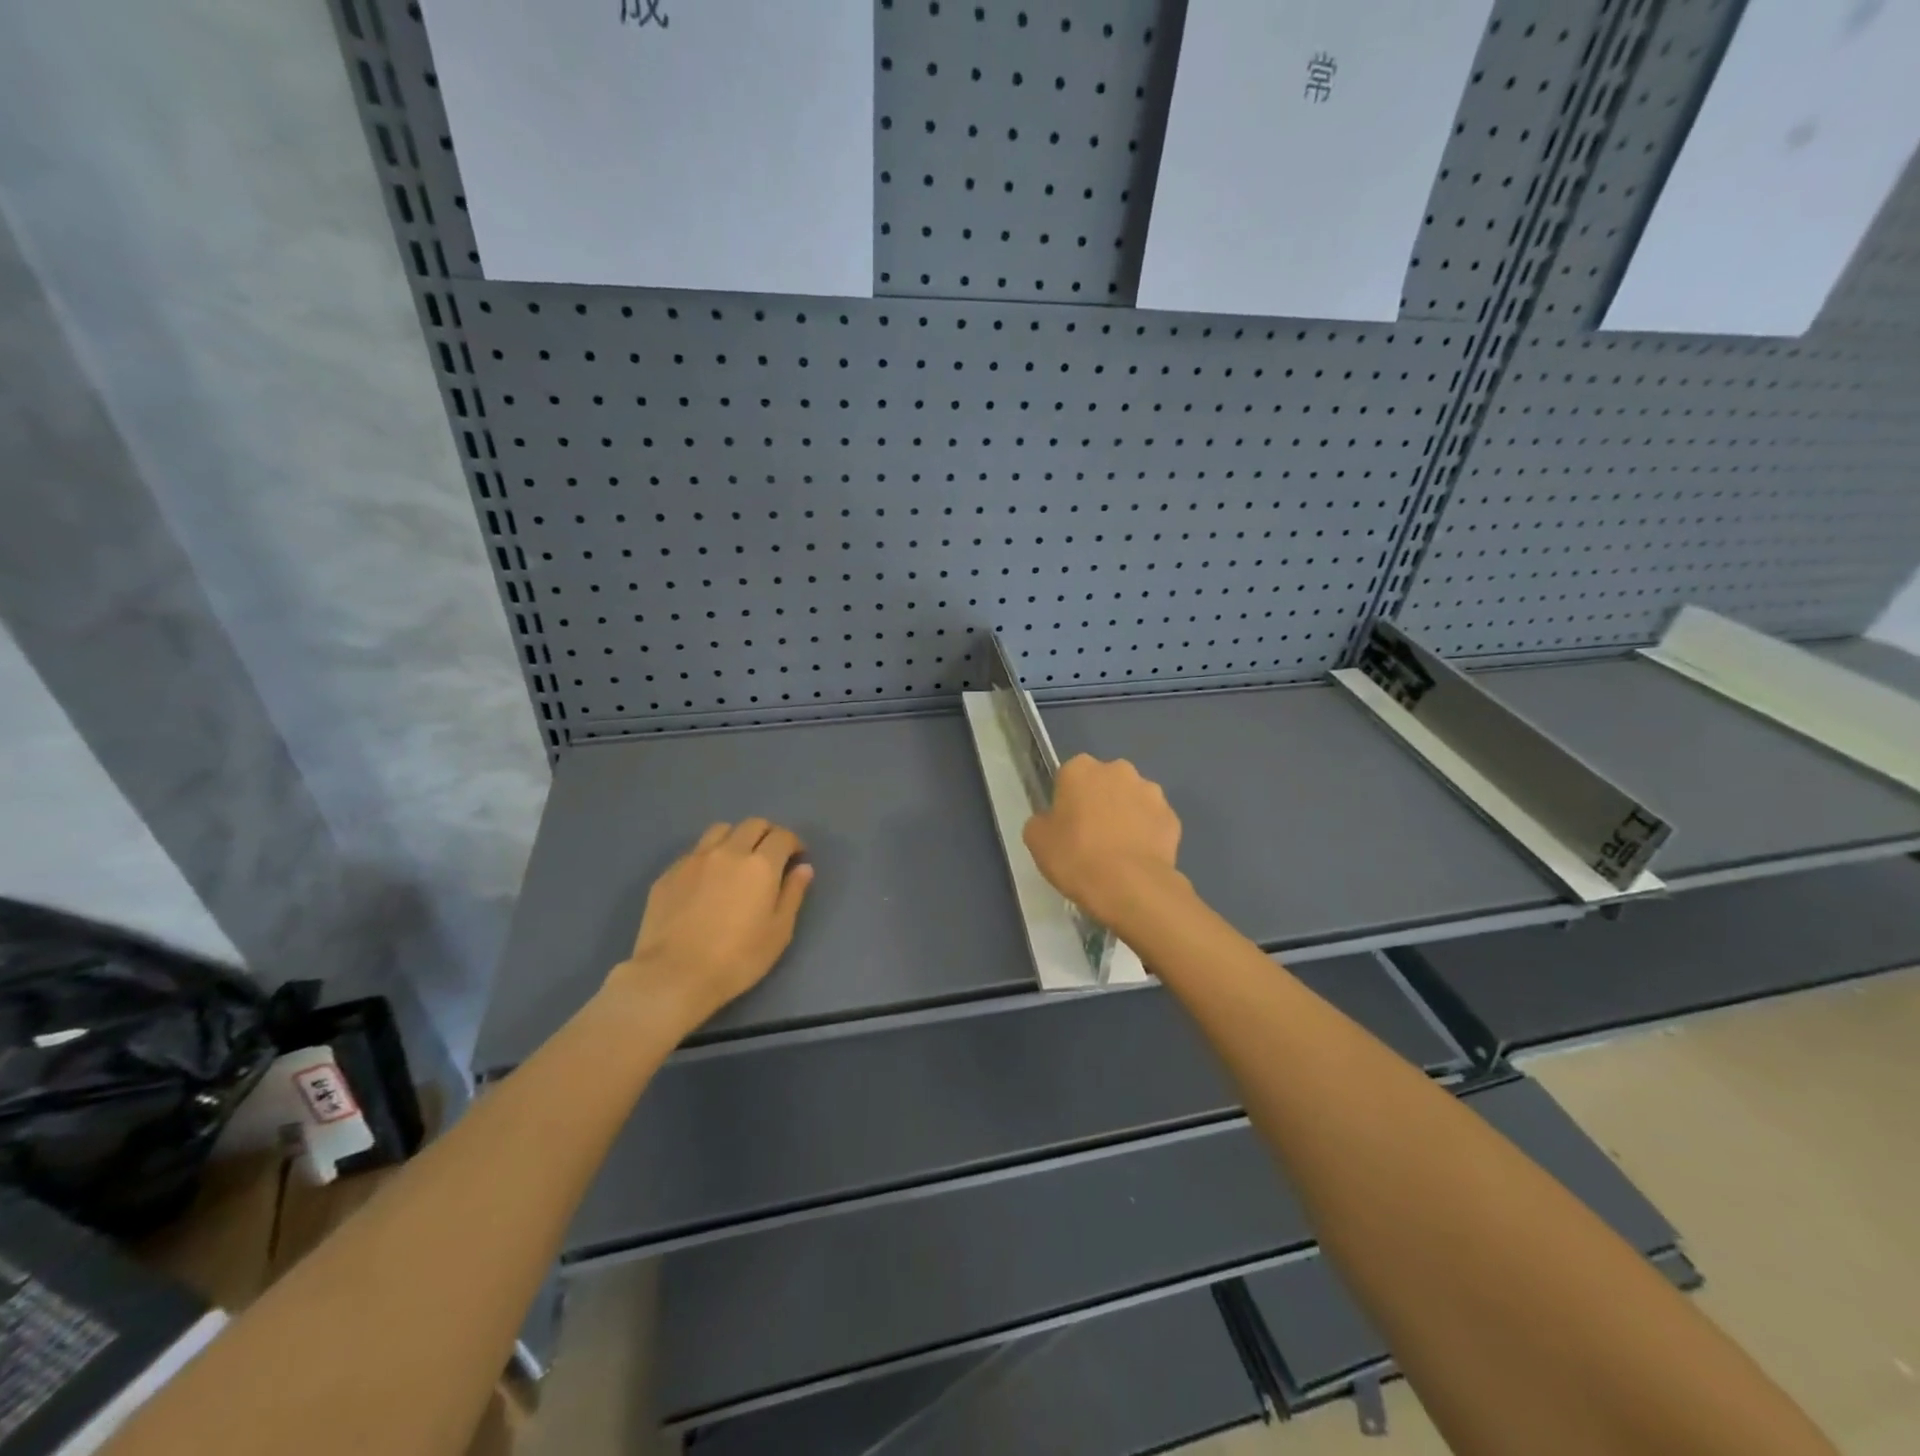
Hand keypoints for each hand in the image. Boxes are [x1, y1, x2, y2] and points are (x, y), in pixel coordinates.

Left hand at [606, 819, 813, 1030]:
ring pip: (720, 830)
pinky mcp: (669, 873)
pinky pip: (695, 851)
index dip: (794, 842)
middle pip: (752, 824)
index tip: (796, 857)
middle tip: (771, 855)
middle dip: (767, 834)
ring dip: (735, 837)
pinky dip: (708, 856)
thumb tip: (803, 868)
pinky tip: (707, 880)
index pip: (782, 836)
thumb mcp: (778, 932)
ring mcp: (694, 859)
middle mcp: (728, 852)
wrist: (673, 976)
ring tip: (737, 860)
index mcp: (760, 865)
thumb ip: (793, 894)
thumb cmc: (737, 959)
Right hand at [1023, 755, 1182, 928]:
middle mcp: (1119, 770)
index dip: (1067, 800)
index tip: (1066, 824)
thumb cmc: (1076, 857)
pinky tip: (1137, 858)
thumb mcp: (1037, 840)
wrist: (1130, 886)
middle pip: (1105, 782)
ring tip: (1118, 850)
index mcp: (1081, 769)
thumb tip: (1052, 820)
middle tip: (1091, 836)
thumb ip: (1042, 821)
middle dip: (1100, 801)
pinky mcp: (1172, 817)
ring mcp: (1151, 792)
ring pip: (1133, 799)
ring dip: (1126, 815)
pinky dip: (1147, 834)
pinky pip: (1153, 822)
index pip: (1069, 776)